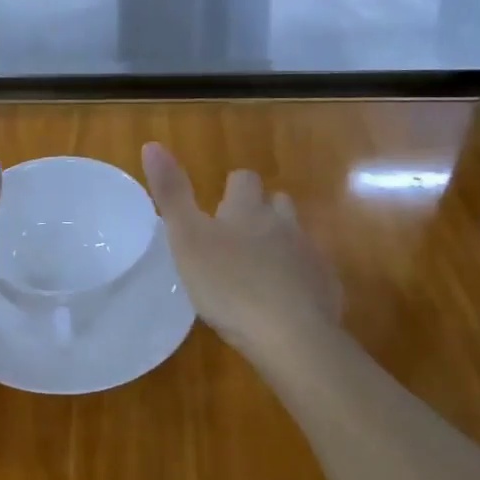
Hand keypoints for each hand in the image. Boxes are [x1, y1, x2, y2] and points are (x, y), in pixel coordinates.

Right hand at [142, 142, 342, 357]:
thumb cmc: (228, 285)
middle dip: (260, 213)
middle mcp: (284, 223)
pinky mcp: (326, 286)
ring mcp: (310, 254)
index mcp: (248, 210)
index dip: (231, 189)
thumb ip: (172, 194)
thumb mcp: (186, 239)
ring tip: (258, 270)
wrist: (290, 334)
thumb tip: (152, 145)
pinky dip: (297, 278)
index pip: (243, 179)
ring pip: (295, 236)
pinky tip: (282, 302)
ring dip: (280, 244)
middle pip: (276, 203)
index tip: (217, 211)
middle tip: (236, 241)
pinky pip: (311, 272)